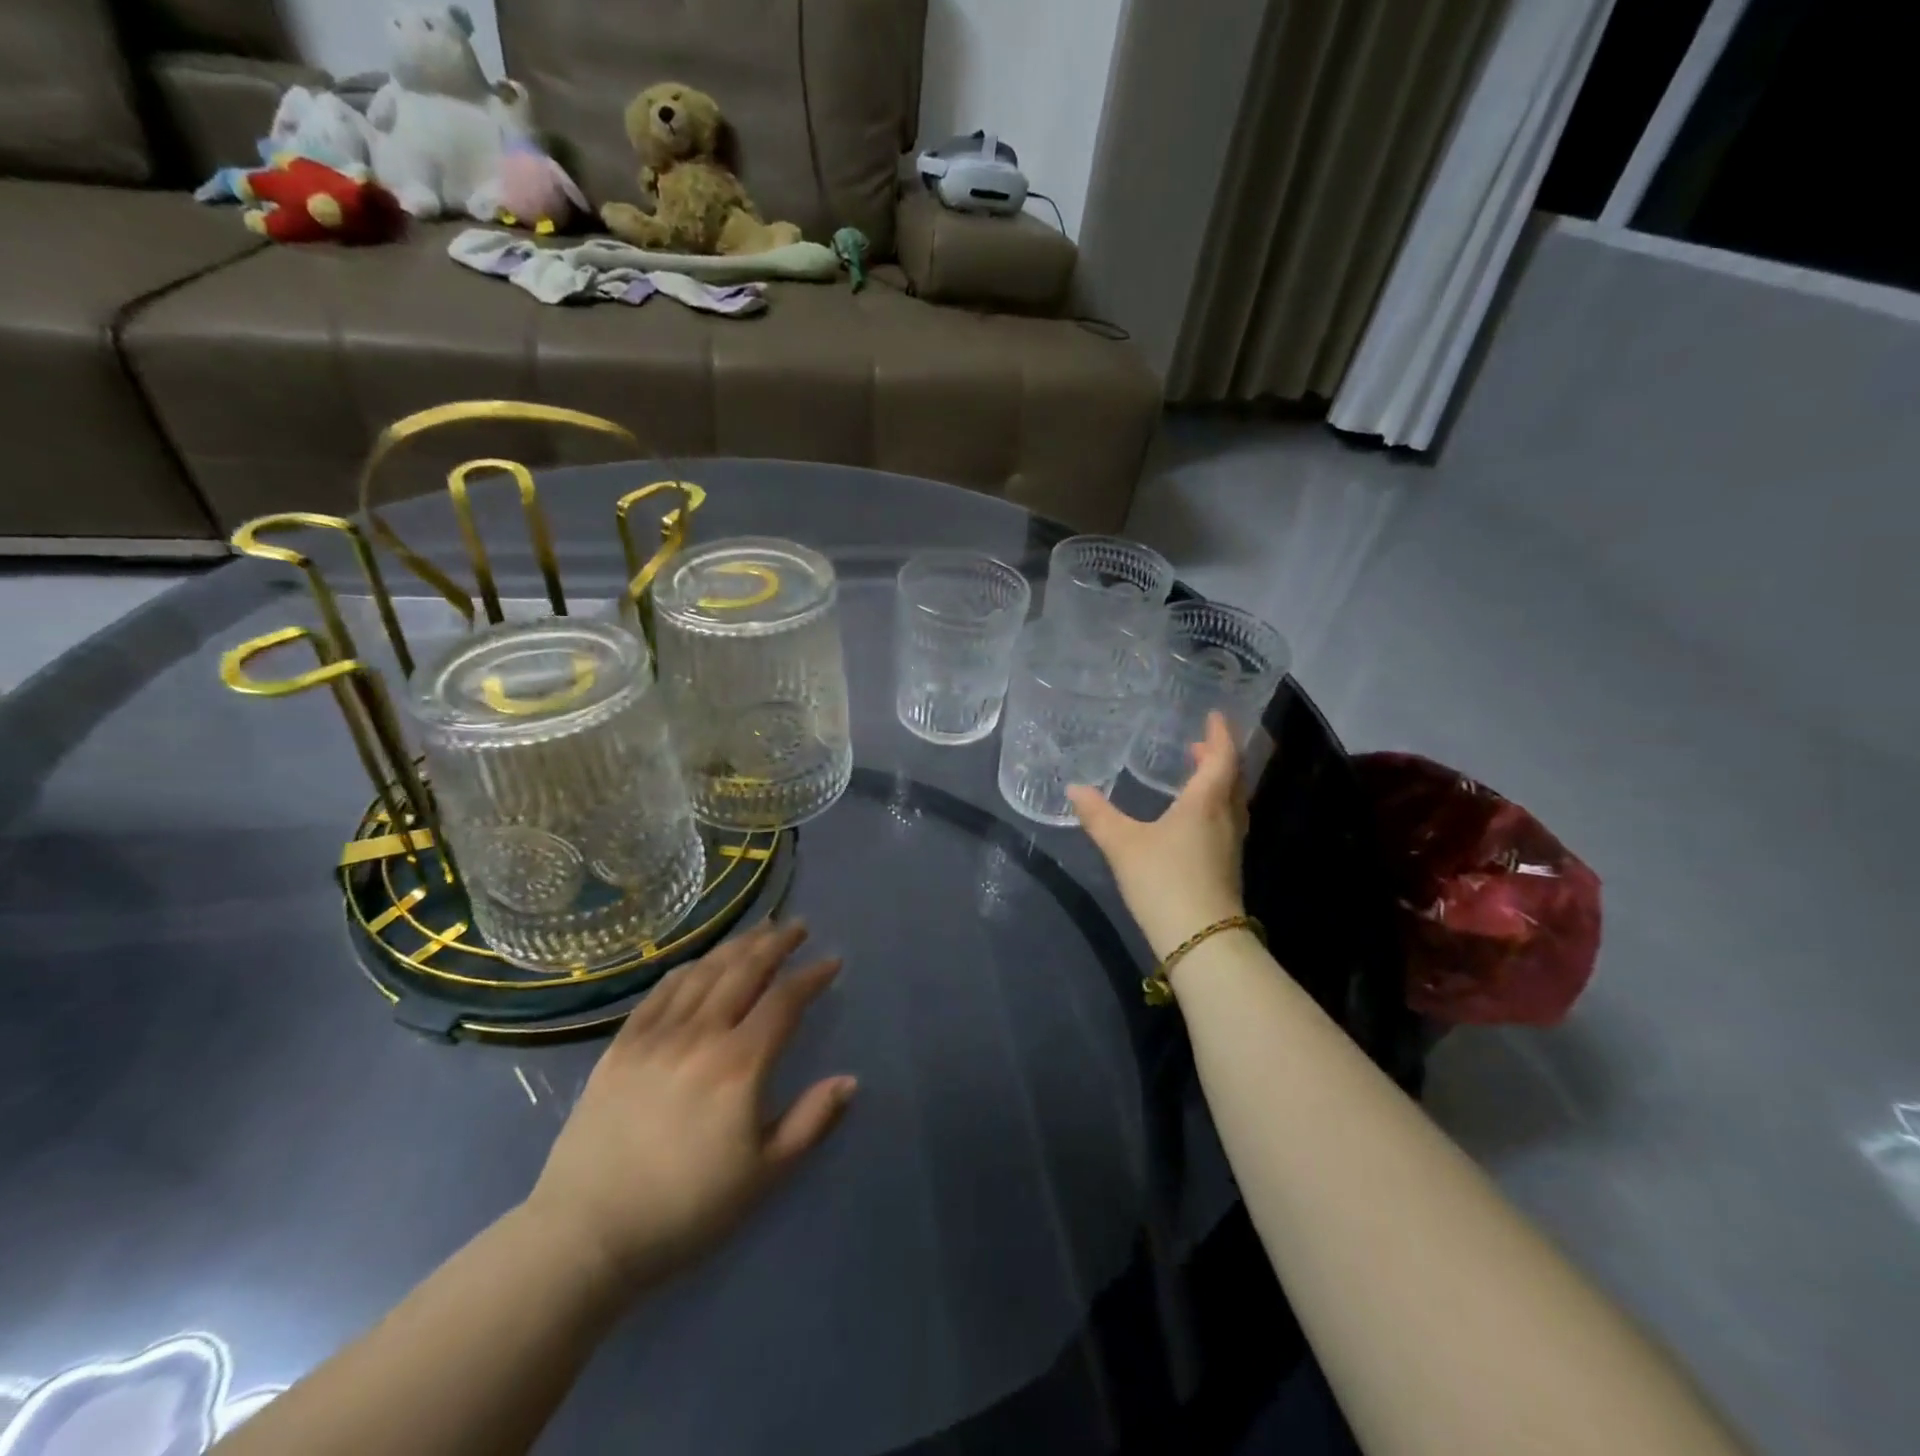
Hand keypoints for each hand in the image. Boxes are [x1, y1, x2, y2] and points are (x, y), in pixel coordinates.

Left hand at [523, 922, 854, 1292]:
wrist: (586, 1234)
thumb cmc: (686, 1209)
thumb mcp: (764, 1176)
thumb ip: (811, 1121)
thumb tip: (850, 1080)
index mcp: (740, 1065)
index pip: (784, 1001)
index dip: (811, 976)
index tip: (832, 962)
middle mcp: (700, 1035)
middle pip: (745, 971)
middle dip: (776, 944)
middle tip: (797, 927)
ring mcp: (656, 1036)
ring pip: (705, 973)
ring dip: (737, 946)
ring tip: (759, 931)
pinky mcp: (622, 1045)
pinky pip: (662, 991)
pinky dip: (689, 968)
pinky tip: (701, 962)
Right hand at [1068, 712, 1248, 960]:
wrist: (1201, 939)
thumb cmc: (1164, 880)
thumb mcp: (1122, 845)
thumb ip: (1098, 815)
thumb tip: (1074, 789)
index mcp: (1206, 802)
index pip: (1222, 758)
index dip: (1219, 734)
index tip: (1214, 716)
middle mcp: (1225, 818)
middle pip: (1232, 778)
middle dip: (1219, 757)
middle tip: (1200, 744)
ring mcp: (1230, 845)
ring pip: (1232, 802)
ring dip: (1219, 783)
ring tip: (1197, 775)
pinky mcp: (1227, 867)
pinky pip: (1226, 822)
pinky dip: (1215, 807)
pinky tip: (1193, 819)